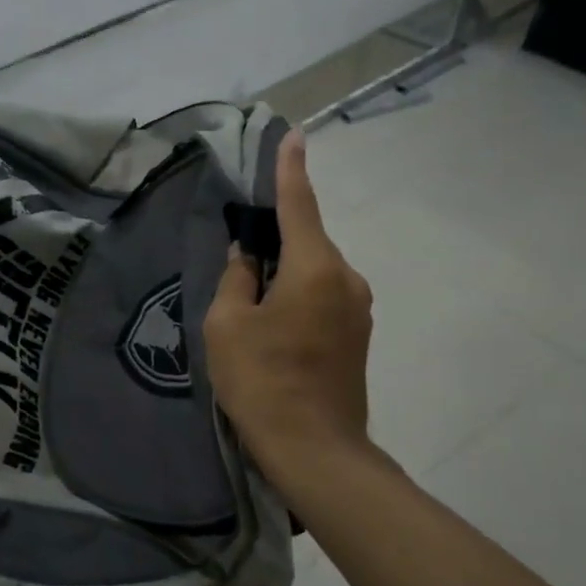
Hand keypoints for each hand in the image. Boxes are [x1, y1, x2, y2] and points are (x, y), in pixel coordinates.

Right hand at [205, 130, 375, 479]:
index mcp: (314, 268)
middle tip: (241, 252)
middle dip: (277, 237)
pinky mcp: (358, 334)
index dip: (290, 169)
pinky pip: (324, 294)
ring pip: (315, 270)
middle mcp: (346, 278)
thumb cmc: (263, 381)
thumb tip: (248, 257)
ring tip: (252, 301)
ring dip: (286, 271)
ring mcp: (358, 308)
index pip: (299, 205)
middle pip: (307, 241)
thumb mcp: (228, 325)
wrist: (316, 449)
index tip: (293, 136)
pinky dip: (299, 293)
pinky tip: (275, 324)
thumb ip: (237, 279)